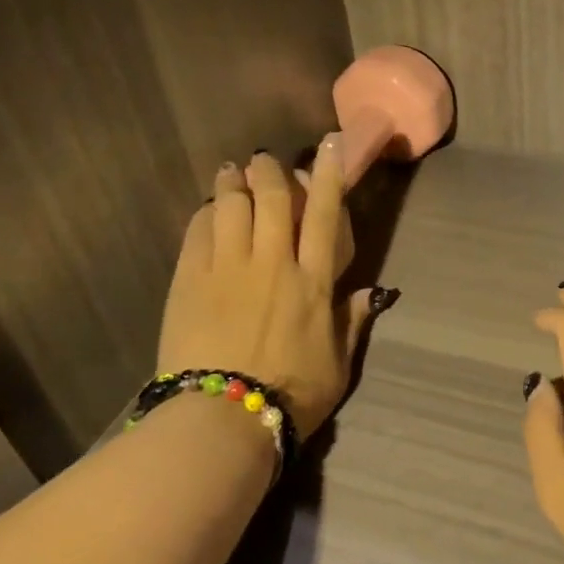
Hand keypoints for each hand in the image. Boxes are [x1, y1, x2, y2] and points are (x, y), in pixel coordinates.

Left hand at [157, 141, 389, 436]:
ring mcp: (226, 269)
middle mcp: (272, 263)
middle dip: (269, 169)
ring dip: (232, 183)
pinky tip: (206, 211)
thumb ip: (353, 323)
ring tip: (231, 173)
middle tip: (263, 159)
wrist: (222, 420)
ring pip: (230, 206)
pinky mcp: (189, 281)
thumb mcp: (338, 365)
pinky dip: (205, 214)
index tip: (329, 143)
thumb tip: (374, 292)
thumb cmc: (292, 395)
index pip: (325, 215)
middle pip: (271, 197)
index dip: (329, 174)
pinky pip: (197, 232)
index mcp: (313, 281)